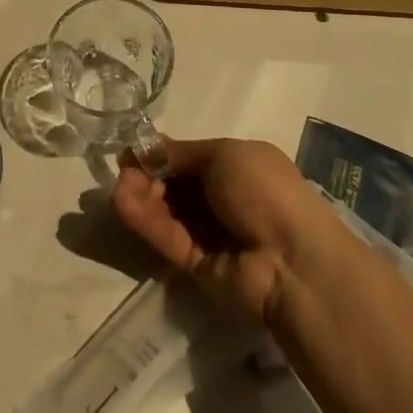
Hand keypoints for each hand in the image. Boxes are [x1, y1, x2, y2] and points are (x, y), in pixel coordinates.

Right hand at [112, 136, 339, 325]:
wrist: (293, 261)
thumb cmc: (266, 192)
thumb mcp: (225, 155)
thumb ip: (182, 153)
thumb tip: (149, 149)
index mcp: (237, 167)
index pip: (189, 158)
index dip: (161, 153)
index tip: (133, 148)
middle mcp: (222, 198)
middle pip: (174, 184)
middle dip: (148, 173)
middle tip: (124, 168)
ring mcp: (209, 233)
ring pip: (167, 210)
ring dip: (141, 195)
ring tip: (119, 185)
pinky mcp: (196, 264)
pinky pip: (167, 237)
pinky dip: (145, 220)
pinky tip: (122, 202)